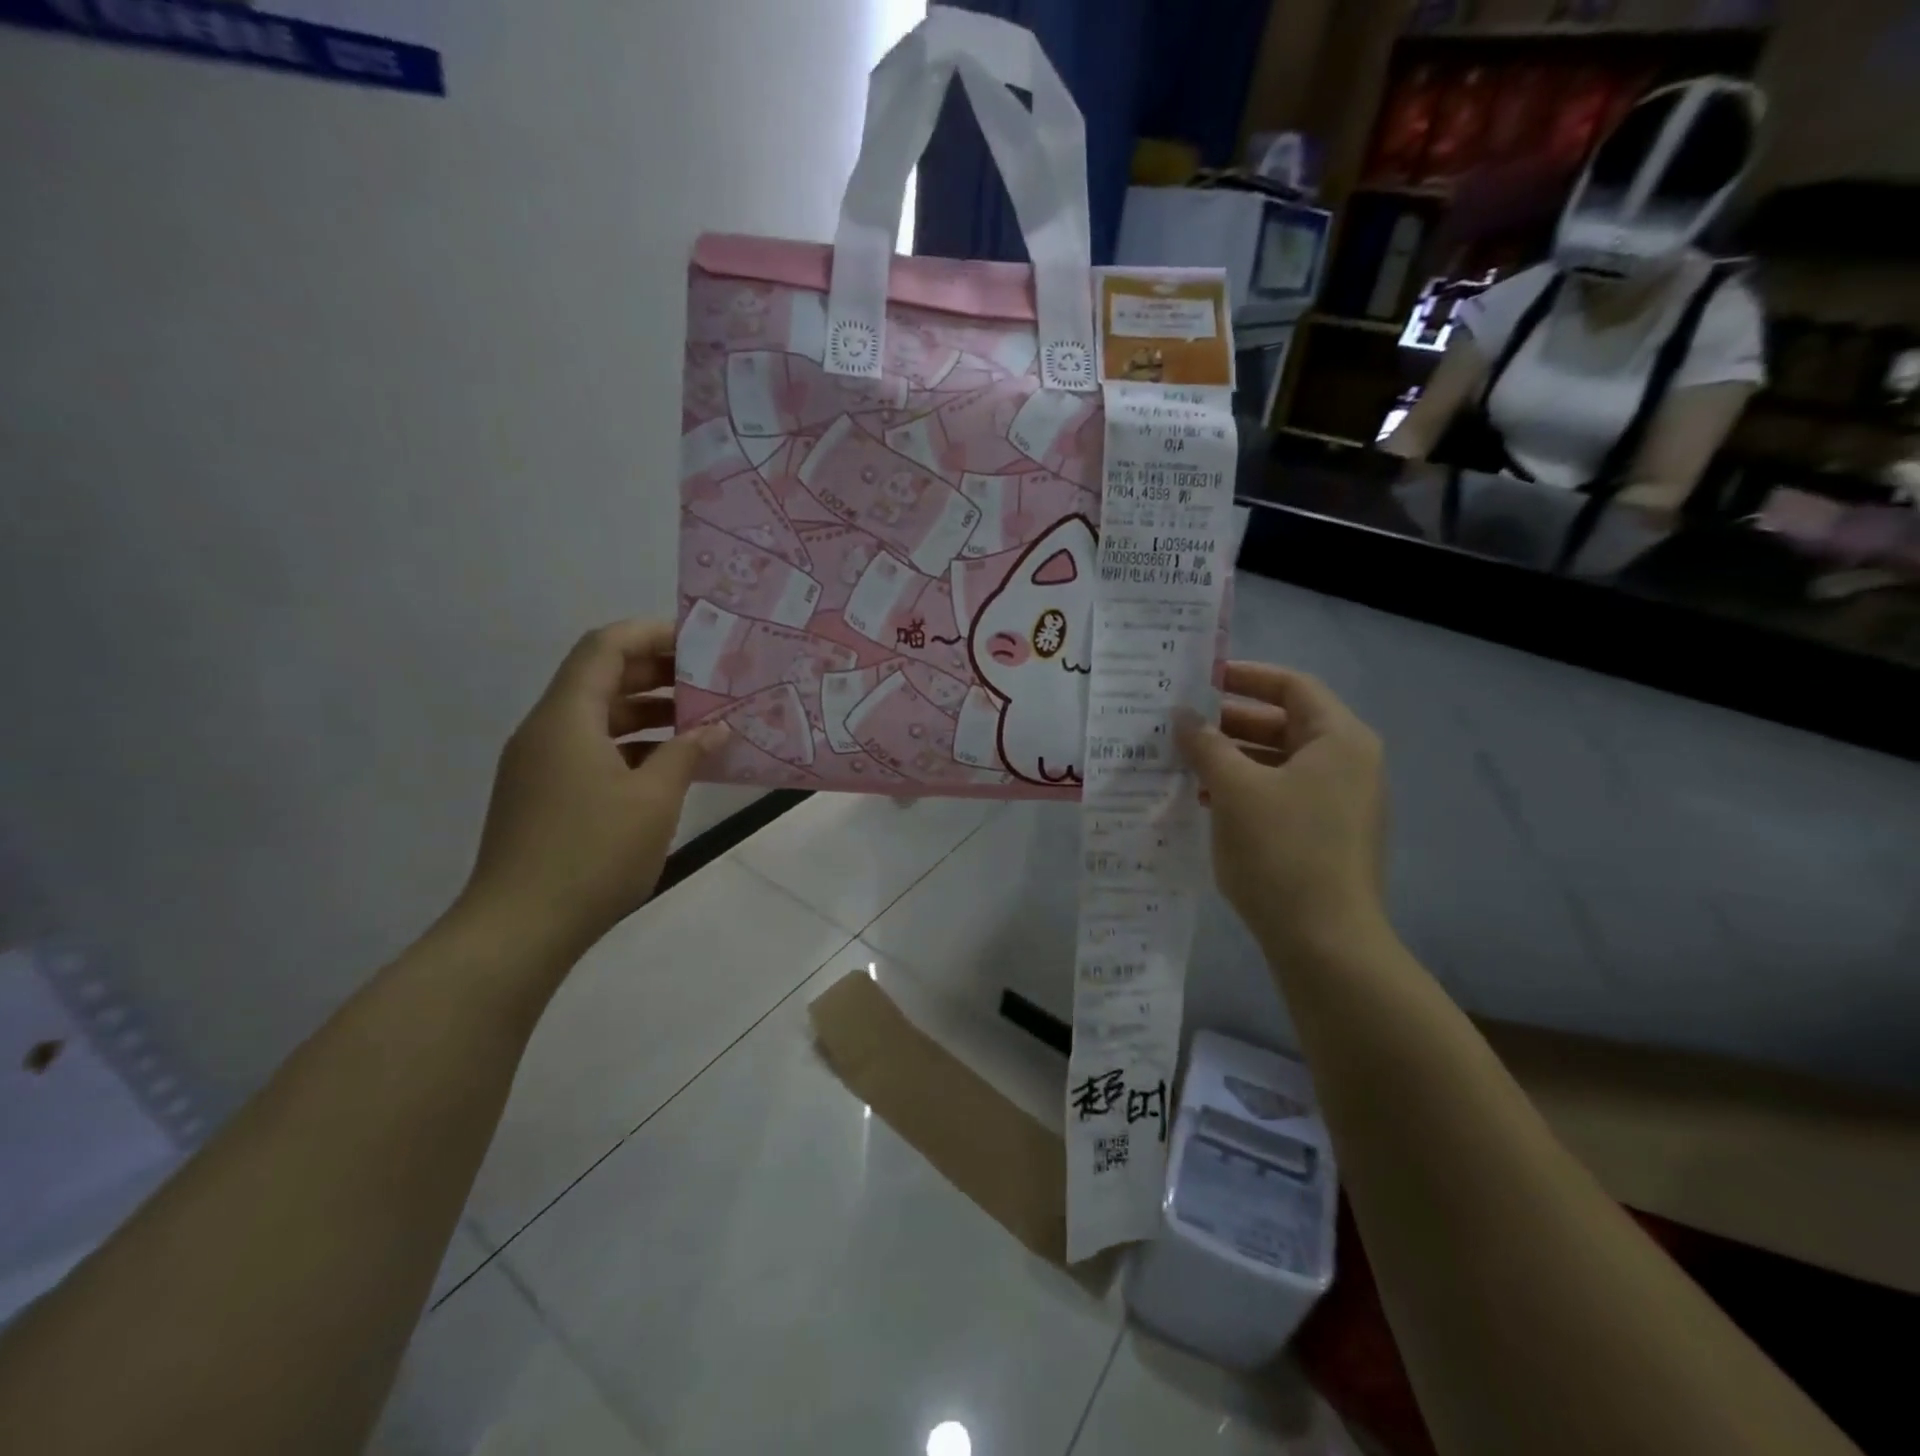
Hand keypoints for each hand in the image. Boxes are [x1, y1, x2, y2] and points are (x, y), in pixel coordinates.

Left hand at [460, 622, 727, 961]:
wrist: (520, 929)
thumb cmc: (592, 853)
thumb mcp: (654, 799)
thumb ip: (687, 753)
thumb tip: (716, 728)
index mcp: (566, 718)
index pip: (605, 647)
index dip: (652, 634)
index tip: (700, 644)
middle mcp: (546, 730)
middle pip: (601, 678)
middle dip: (657, 674)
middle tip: (711, 682)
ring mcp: (541, 765)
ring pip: (599, 718)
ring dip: (648, 713)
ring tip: (701, 723)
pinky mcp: (544, 795)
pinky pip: (592, 750)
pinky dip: (632, 747)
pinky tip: (671, 766)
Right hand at [1176, 664, 1386, 953]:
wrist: (1326, 943)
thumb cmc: (1283, 851)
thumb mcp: (1235, 789)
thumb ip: (1206, 744)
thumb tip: (1182, 715)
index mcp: (1339, 740)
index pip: (1292, 686)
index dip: (1245, 676)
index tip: (1199, 679)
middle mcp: (1347, 764)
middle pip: (1284, 724)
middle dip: (1229, 721)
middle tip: (1179, 723)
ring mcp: (1339, 803)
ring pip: (1277, 762)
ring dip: (1230, 757)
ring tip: (1180, 761)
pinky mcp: (1324, 836)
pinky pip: (1279, 795)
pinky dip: (1243, 789)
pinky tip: (1203, 799)